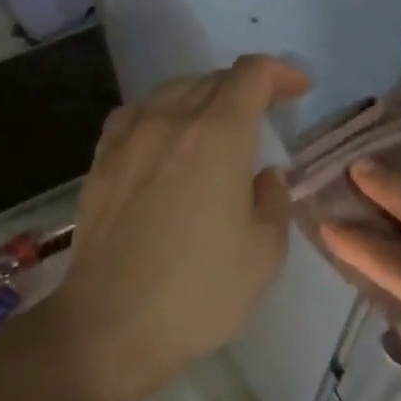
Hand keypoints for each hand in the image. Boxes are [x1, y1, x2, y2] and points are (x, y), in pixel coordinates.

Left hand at [47, 55, 310, 400]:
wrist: (110, 327)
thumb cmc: (200, 291)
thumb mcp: (265, 252)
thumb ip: (273, 201)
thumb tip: (263, 176)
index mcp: (218, 136)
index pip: (251, 75)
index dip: (280, 73)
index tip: (299, 90)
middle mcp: (171, 121)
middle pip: (212, 79)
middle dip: (247, 87)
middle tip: (267, 113)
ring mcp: (129, 139)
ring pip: (172, 91)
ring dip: (204, 97)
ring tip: (218, 124)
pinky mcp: (101, 162)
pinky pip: (136, 114)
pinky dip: (162, 113)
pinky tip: (166, 137)